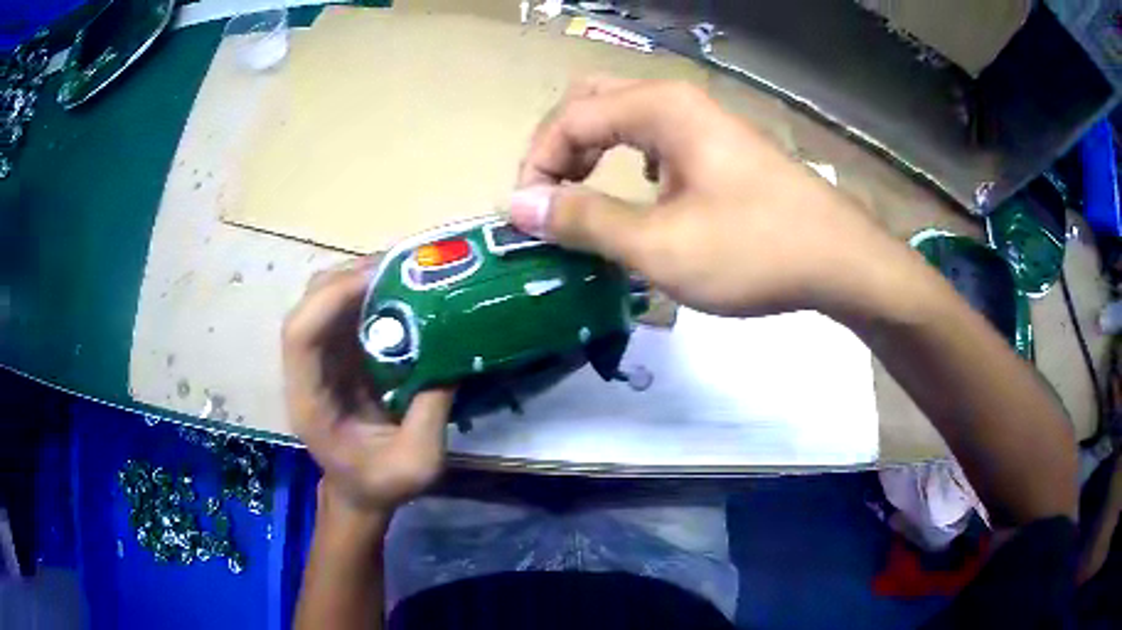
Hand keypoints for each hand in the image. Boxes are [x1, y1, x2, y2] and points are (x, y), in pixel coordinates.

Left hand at [283, 258, 454, 514]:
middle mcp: (307, 371)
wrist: (360, 492)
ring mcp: (321, 359)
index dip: (331, 299)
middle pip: (309, 304)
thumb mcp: (417, 463)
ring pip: (325, 298)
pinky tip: (402, 289)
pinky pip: (346, 309)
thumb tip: (452, 356)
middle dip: (349, 277)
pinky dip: (370, 292)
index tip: (377, 280)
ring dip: (360, 277)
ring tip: (406, 271)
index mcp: (310, 401)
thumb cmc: (381, 485)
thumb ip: (430, 414)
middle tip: (401, 267)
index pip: (300, 335)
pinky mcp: (338, 354)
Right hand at [511, 78, 901, 318]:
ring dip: (591, 149)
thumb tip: (519, 205)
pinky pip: (655, 136)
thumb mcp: (659, 245)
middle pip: (592, 101)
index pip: (570, 119)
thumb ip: (584, 220)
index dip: (536, 164)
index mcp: (659, 108)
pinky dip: (627, 156)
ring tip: (580, 194)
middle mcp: (677, 100)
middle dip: (559, 145)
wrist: (840, 261)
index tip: (525, 216)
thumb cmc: (753, 250)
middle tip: (549, 195)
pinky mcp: (720, 145)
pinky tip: (639, 188)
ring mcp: (703, 120)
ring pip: (624, 116)